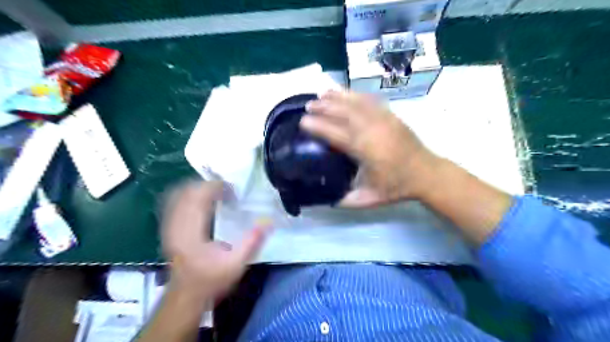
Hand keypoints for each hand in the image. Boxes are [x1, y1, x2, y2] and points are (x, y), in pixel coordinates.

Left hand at [161, 181, 269, 301]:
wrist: (186, 296)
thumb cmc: (212, 280)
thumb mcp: (237, 264)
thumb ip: (252, 241)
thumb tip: (268, 221)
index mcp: (192, 232)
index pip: (199, 197)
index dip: (215, 187)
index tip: (233, 190)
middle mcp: (177, 225)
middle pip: (187, 192)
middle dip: (207, 186)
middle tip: (227, 190)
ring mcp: (169, 227)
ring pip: (179, 195)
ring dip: (198, 189)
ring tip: (216, 193)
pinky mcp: (168, 229)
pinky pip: (174, 203)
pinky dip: (189, 196)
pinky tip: (202, 202)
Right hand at [300, 91, 437, 207]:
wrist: (426, 173)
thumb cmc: (396, 187)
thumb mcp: (369, 199)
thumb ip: (346, 200)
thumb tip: (327, 198)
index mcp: (364, 149)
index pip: (335, 133)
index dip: (317, 126)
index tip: (302, 121)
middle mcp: (372, 129)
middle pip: (343, 112)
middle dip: (323, 106)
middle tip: (308, 105)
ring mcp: (383, 119)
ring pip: (355, 102)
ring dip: (337, 97)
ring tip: (322, 94)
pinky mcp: (391, 115)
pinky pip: (369, 100)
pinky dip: (354, 95)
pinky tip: (346, 93)